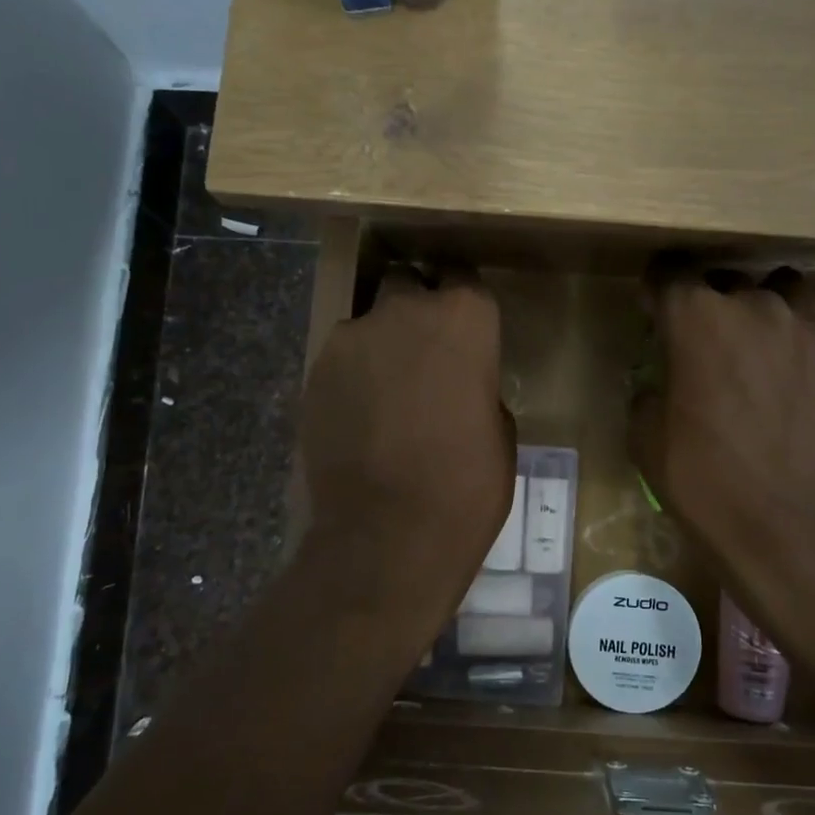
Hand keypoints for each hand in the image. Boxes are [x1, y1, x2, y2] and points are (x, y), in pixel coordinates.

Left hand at [298, 267, 514, 579]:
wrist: (387, 535)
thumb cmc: (467, 485)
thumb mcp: (500, 431)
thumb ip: (478, 385)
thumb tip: (458, 384)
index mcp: (464, 318)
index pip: (464, 279)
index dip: (465, 305)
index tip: (467, 330)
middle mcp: (404, 311)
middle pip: (407, 285)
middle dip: (416, 310)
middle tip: (426, 357)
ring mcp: (351, 338)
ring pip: (368, 323)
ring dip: (381, 347)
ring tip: (386, 397)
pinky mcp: (314, 373)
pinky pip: (340, 361)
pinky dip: (352, 379)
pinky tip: (359, 420)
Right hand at [629, 269, 814, 649]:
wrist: (785, 525)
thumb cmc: (702, 480)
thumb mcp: (645, 436)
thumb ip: (649, 389)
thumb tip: (663, 380)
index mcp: (696, 317)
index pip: (669, 273)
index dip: (658, 291)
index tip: (655, 312)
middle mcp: (756, 304)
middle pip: (730, 280)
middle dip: (715, 304)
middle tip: (712, 344)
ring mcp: (813, 326)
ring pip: (789, 289)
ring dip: (772, 308)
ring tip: (769, 343)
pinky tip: (813, 362)